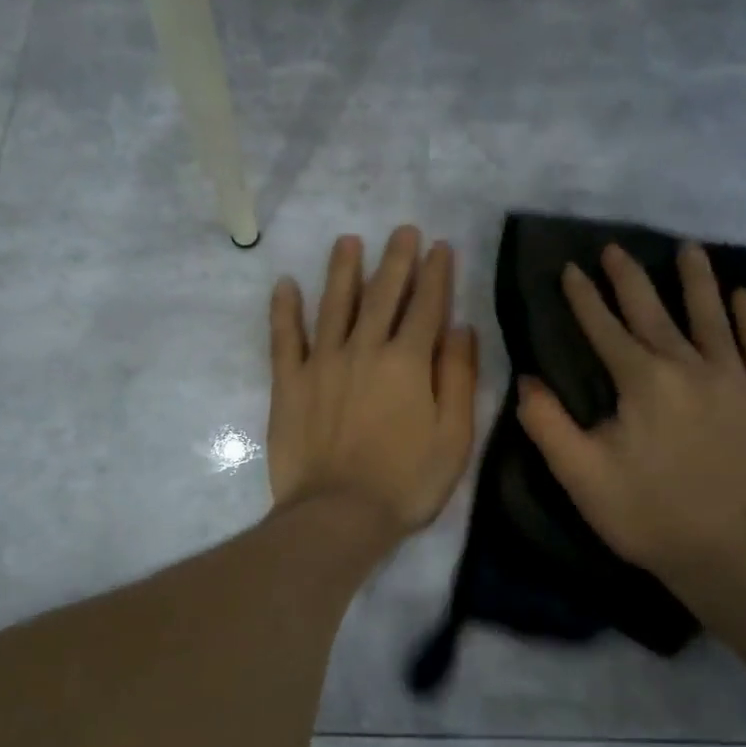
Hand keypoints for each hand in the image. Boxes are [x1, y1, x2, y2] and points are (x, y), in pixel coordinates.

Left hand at [267, 227, 479, 540]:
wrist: (338, 515)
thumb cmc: (406, 482)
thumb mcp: (454, 437)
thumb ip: (459, 378)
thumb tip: (461, 328)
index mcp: (409, 362)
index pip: (426, 306)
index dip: (436, 274)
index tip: (439, 247)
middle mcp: (365, 349)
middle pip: (382, 295)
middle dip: (396, 260)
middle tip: (402, 231)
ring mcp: (322, 363)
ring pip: (334, 305)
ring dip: (343, 270)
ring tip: (348, 241)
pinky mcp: (289, 383)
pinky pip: (285, 338)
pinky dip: (285, 310)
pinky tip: (285, 285)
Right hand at [517, 242, 745, 591]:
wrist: (730, 555)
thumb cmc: (647, 516)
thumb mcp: (581, 476)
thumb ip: (548, 424)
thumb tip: (527, 379)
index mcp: (641, 382)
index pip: (604, 329)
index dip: (583, 298)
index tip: (570, 269)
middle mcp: (689, 367)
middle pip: (654, 312)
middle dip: (630, 278)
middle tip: (615, 248)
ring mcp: (735, 380)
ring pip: (713, 317)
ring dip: (697, 281)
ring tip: (689, 250)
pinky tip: (742, 298)